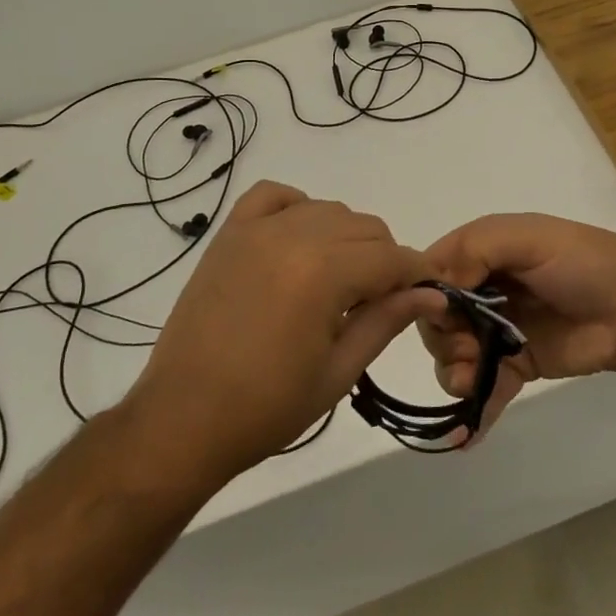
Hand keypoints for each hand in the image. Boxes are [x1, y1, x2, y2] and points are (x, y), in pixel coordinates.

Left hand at [125, 181, 445, 483]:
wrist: (183, 419)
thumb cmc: (267, 407)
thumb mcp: (339, 370)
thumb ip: (387, 321)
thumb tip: (433, 294)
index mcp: (324, 273)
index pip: (392, 257)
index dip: (418, 273)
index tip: (429, 291)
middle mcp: (294, 236)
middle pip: (365, 226)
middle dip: (385, 258)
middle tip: (377, 300)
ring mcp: (257, 230)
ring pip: (327, 209)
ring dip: (346, 237)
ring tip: (337, 280)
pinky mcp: (230, 233)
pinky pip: (273, 195)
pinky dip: (296, 207)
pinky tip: (298, 239)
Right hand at [419, 213, 615, 441]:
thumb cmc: (582, 263)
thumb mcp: (529, 238)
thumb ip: (477, 250)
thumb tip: (439, 288)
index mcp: (483, 252)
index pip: (432, 273)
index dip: (426, 296)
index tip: (443, 316)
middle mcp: (484, 290)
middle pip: (437, 320)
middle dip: (444, 339)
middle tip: (468, 348)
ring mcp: (499, 330)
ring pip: (453, 356)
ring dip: (454, 373)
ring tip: (472, 382)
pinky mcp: (517, 365)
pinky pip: (483, 388)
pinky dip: (473, 409)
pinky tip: (468, 432)